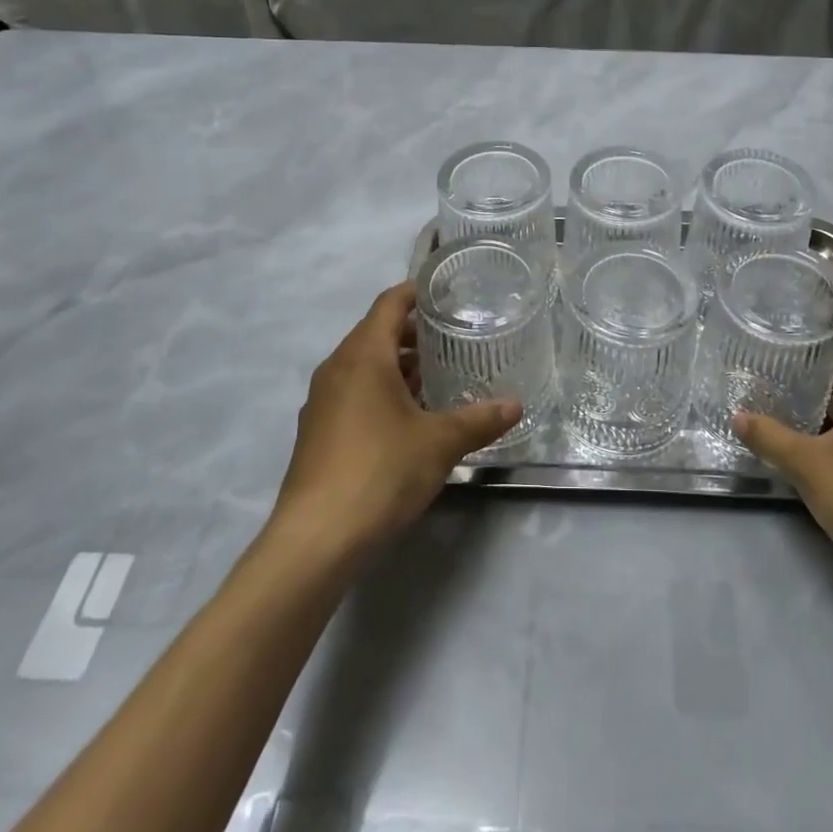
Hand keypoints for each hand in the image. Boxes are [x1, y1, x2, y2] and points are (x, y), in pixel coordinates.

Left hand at [271, 282, 520, 558]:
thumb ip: (479, 419)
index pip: (389, 303)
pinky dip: (381, 391)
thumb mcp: (439, 443)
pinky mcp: (317, 433)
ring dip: (397, 365)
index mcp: (363, 355)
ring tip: (437, 377)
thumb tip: (516, 405)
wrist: (316, 539)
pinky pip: (353, 393)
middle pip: (375, 333)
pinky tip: (408, 418)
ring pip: (363, 366)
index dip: (416, 292)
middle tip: (453, 338)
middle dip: (413, 333)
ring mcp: (322, 402)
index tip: (446, 293)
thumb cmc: (380, 471)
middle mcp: (337, 368)